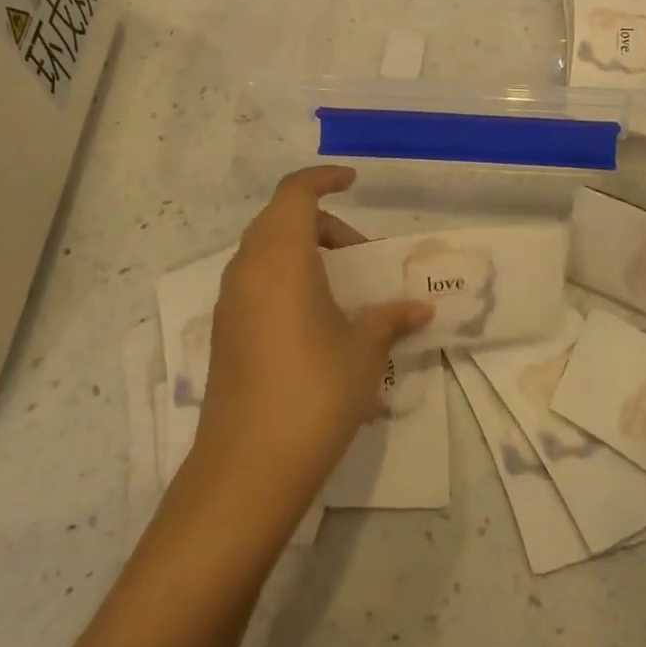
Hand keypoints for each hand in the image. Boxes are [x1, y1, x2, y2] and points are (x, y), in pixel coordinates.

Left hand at [191, 167, 429, 521]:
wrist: (248, 467)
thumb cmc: (314, 391)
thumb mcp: (364, 350)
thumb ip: (391, 318)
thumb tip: (420, 308)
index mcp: (280, 257)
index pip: (295, 192)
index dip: (323, 178)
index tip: (353, 182)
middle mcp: (248, 270)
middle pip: (280, 219)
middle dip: (323, 224)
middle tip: (361, 255)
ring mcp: (230, 302)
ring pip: (266, 252)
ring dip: (304, 252)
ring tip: (343, 288)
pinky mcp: (225, 333)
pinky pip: (257, 282)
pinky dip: (287, 279)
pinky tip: (316, 320)